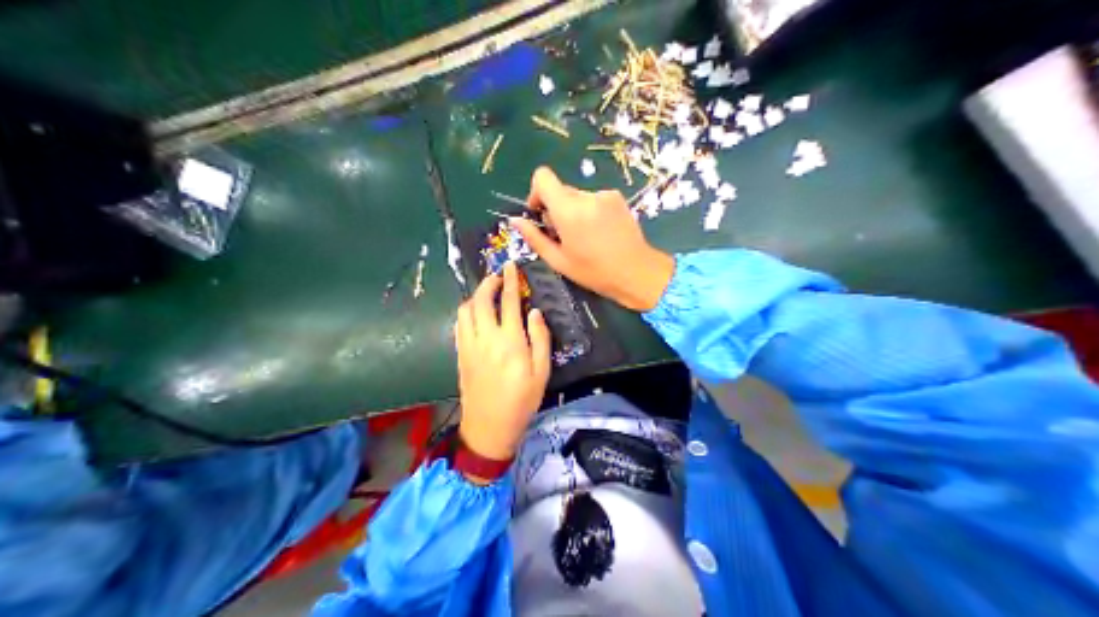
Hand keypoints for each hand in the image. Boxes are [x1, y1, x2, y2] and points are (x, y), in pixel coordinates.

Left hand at [454, 260, 549, 461]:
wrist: (489, 427)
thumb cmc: (522, 401)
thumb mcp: (542, 372)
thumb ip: (540, 339)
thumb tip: (535, 312)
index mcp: (510, 341)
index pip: (509, 301)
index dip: (510, 281)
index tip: (511, 266)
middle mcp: (486, 337)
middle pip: (481, 300)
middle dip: (489, 283)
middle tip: (498, 277)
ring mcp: (469, 345)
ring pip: (466, 310)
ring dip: (475, 296)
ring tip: (487, 294)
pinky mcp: (460, 354)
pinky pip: (459, 324)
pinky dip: (466, 312)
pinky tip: (475, 315)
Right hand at [512, 165, 675, 311]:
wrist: (637, 272)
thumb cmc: (595, 272)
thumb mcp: (559, 260)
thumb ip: (535, 238)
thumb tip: (515, 220)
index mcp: (569, 210)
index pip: (543, 177)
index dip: (536, 192)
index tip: (540, 214)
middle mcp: (586, 196)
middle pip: (561, 190)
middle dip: (556, 208)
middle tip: (564, 236)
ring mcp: (604, 195)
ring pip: (577, 196)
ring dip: (574, 211)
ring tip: (585, 238)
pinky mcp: (617, 198)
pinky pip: (593, 199)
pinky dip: (590, 212)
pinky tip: (599, 233)